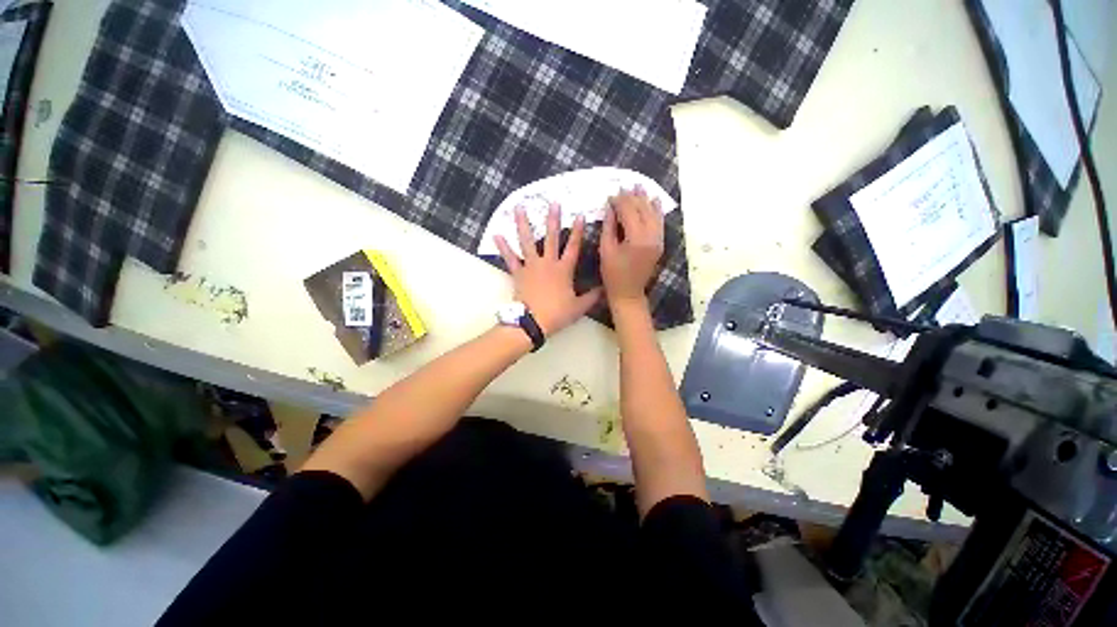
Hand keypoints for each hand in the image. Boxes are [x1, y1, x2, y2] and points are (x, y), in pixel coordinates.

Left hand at [494, 204, 602, 335]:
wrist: (533, 322)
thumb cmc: (557, 314)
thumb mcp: (579, 307)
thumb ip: (592, 296)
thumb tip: (605, 289)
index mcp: (564, 270)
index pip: (574, 247)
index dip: (577, 231)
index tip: (579, 215)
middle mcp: (548, 263)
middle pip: (551, 238)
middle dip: (553, 219)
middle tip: (553, 202)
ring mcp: (531, 266)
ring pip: (527, 241)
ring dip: (523, 224)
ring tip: (519, 208)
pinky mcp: (518, 273)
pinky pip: (510, 258)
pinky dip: (503, 247)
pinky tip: (497, 235)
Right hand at [600, 187, 663, 310]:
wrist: (628, 293)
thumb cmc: (612, 274)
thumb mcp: (606, 249)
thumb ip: (609, 226)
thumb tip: (610, 207)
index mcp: (636, 239)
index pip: (628, 212)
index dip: (619, 201)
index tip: (611, 194)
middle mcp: (651, 236)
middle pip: (642, 210)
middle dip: (632, 197)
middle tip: (623, 186)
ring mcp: (658, 240)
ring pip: (653, 214)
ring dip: (645, 199)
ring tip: (639, 186)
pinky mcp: (659, 244)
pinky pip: (659, 223)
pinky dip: (656, 210)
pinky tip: (654, 200)